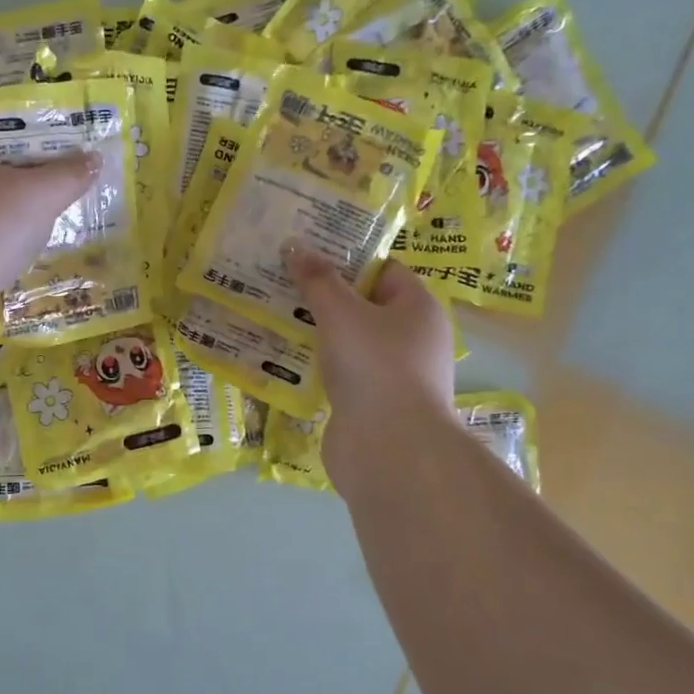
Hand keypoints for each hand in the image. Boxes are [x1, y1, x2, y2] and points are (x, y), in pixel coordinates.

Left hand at [0, 124, 97, 290]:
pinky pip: (0, 244)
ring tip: (73, 213)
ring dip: (32, 214)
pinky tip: (50, 250)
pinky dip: (22, 247)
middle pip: (3, 169)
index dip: (28, 129)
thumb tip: (95, 158)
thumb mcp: (41, 192)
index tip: (64, 138)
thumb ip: (70, 174)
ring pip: (2, 210)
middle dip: (38, 174)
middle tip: (79, 176)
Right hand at [285, 248, 456, 480]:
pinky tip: (286, 361)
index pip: (384, 270)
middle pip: (365, 306)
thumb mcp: (341, 313)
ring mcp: (394, 375)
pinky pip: (343, 374)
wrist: (388, 448)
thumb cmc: (374, 366)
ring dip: (318, 334)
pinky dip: (320, 367)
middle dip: (325, 297)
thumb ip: (318, 280)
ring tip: (275, 318)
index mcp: (418, 308)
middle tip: (282, 283)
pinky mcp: (373, 405)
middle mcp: (413, 339)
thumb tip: (294, 245)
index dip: (348, 259)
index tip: (308, 255)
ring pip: (351, 343)